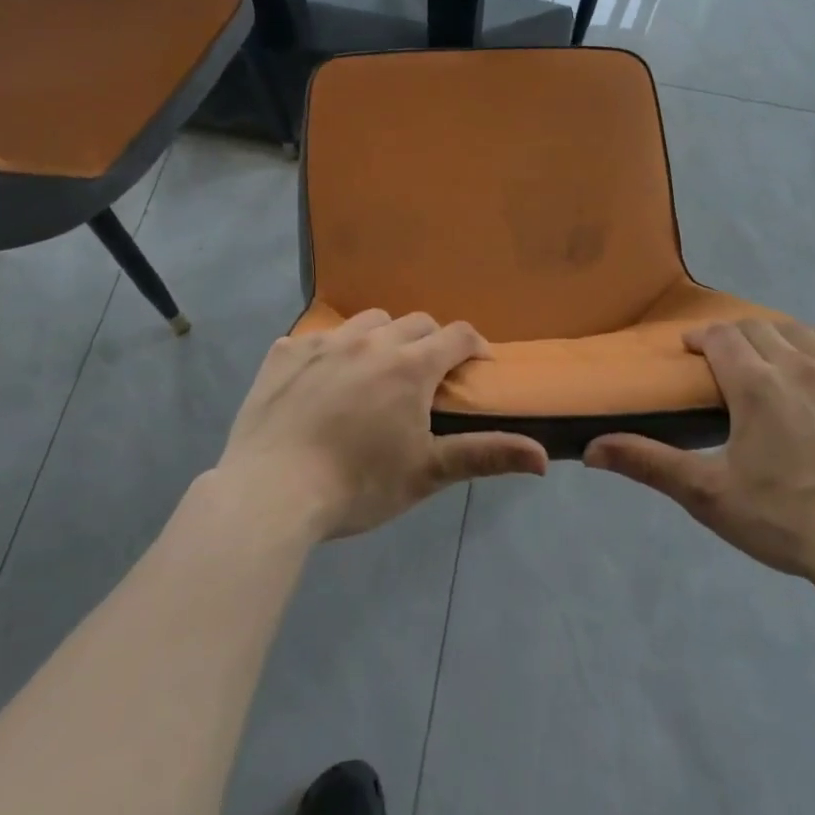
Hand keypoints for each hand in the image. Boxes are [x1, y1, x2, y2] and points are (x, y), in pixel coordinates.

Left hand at [217, 309, 547, 539]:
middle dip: (430, 341)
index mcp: (410, 365)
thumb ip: (486, 455)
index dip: (474, 346)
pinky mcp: (284, 353)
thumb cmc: (358, 484)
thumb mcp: (427, 473)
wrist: (270, 493)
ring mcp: (324, 342)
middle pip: (415, 322)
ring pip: (368, 321)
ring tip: (375, 371)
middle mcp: (371, 340)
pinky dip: (330, 351)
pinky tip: (321, 382)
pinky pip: (317, 337)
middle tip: (426, 376)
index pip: (457, 335)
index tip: (477, 365)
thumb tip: (543, 458)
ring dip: (382, 338)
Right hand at [584, 319, 814, 600]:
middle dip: (734, 336)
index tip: (690, 351)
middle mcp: (798, 366)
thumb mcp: (707, 494)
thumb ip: (648, 463)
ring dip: (774, 335)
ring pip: (800, 332)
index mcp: (755, 384)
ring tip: (765, 357)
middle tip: (722, 361)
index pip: (721, 336)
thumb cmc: (783, 520)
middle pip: (758, 328)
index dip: (701, 337)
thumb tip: (590, 450)